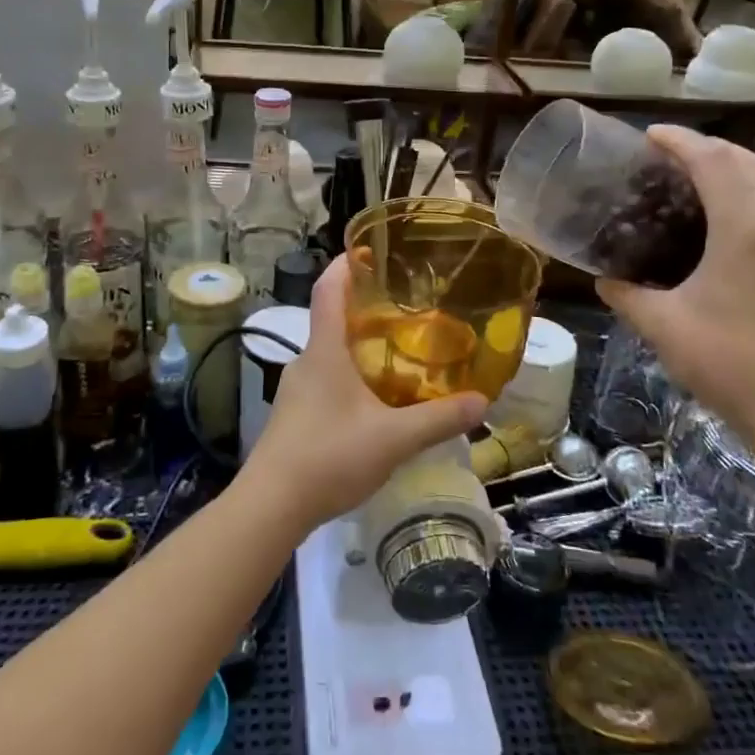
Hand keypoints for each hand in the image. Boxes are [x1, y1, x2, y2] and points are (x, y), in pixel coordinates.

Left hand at [240, 257, 486, 534]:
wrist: (271, 505)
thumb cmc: (329, 456)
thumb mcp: (393, 439)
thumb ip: (439, 419)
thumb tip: (482, 401)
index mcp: (325, 351)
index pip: (327, 290)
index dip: (345, 264)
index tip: (366, 249)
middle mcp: (306, 361)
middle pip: (332, 320)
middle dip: (364, 310)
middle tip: (405, 310)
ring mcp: (296, 389)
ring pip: (330, 355)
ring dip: (358, 348)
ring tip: (397, 356)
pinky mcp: (294, 415)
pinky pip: (325, 381)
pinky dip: (350, 378)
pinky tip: (374, 404)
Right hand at [596, 127, 754, 438]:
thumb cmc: (726, 362)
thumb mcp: (661, 325)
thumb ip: (626, 294)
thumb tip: (603, 279)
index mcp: (746, 228)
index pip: (712, 161)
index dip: (679, 141)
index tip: (651, 135)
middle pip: (751, 161)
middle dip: (711, 150)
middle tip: (675, 157)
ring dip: (750, 167)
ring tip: (719, 178)